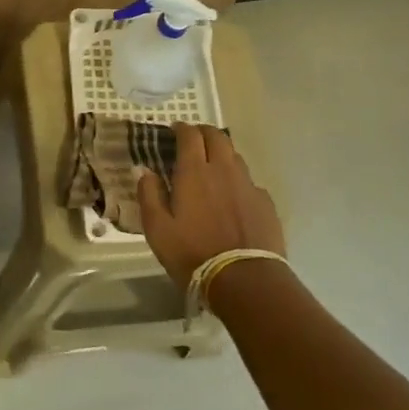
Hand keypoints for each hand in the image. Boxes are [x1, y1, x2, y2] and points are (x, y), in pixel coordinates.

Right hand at [137, 123, 285, 288]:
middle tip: (194, 139)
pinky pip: (250, 182)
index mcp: (194, 172)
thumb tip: (143, 170)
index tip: (174, 130)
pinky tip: (234, 197)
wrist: (246, 281)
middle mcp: (224, 170)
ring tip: (213, 166)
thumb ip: (148, 194)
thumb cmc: (193, 254)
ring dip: (222, 154)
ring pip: (235, 157)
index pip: (190, 135)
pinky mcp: (266, 203)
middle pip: (217, 137)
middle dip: (204, 132)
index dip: (181, 128)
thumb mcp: (158, 229)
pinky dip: (238, 180)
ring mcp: (248, 185)